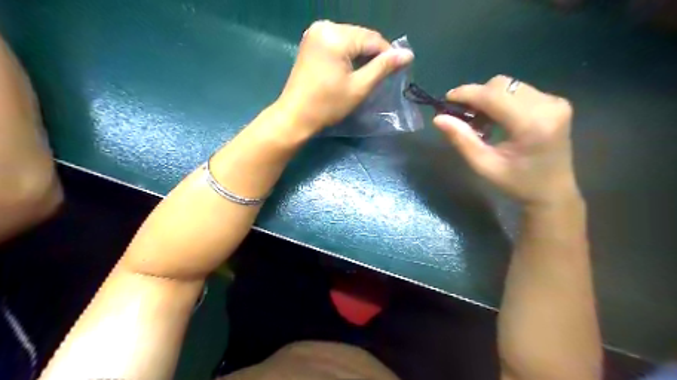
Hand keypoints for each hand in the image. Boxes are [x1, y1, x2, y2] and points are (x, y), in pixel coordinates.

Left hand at [273, 19, 411, 134]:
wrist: (295, 116)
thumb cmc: (328, 105)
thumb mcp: (359, 87)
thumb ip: (383, 67)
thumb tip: (408, 54)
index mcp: (336, 36)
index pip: (372, 39)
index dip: (388, 54)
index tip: (397, 71)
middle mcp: (324, 26)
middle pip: (361, 36)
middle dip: (373, 54)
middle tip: (381, 76)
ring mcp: (315, 33)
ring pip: (350, 39)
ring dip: (361, 54)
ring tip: (367, 74)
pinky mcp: (311, 42)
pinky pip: (338, 42)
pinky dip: (348, 54)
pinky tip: (350, 69)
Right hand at [436, 75, 578, 206]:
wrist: (553, 192)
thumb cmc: (517, 184)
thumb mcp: (484, 166)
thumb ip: (462, 140)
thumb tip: (438, 119)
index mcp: (532, 124)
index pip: (493, 95)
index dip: (467, 93)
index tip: (446, 100)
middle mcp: (548, 105)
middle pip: (502, 85)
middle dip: (477, 96)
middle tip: (462, 116)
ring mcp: (555, 102)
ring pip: (510, 86)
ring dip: (488, 98)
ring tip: (479, 121)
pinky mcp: (556, 103)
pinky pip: (520, 91)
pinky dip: (502, 101)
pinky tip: (496, 120)